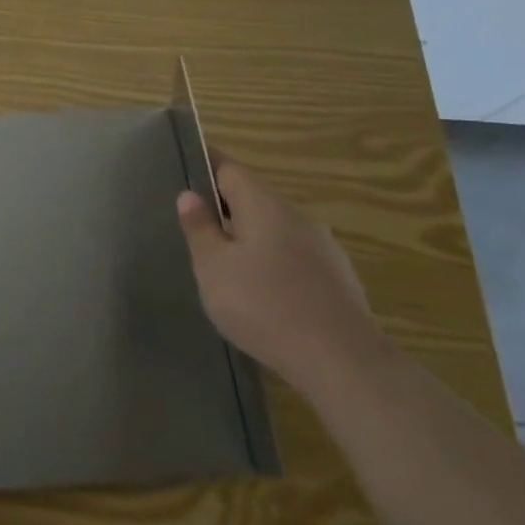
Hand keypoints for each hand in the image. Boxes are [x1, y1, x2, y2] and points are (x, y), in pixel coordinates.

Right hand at [176, 158, 381, 393]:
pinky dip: (271, 262)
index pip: (230, 168)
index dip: (205, 163)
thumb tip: (190, 196)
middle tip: (193, 224)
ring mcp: (323, 247)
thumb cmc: (264, 306)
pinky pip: (293, 256)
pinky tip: (260, 293)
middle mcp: (297, 216)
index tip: (183, 166)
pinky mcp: (336, 278)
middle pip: (254, 198)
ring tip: (223, 264)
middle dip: (224, 206)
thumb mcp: (214, 268)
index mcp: (265, 205)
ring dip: (248, 237)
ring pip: (274, 229)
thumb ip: (200, 229)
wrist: (342, 361)